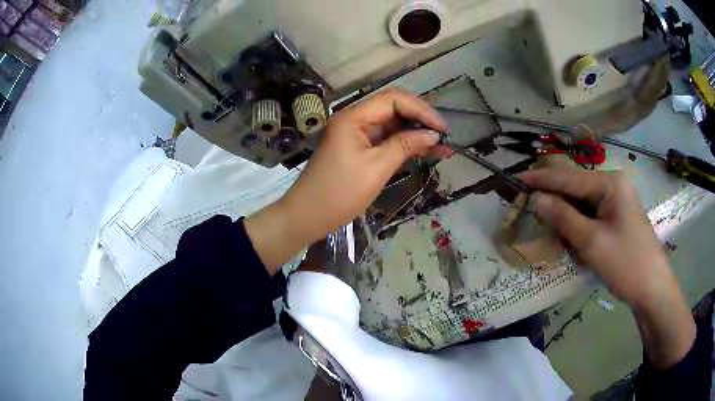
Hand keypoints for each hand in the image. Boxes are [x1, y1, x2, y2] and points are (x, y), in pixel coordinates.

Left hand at [245, 89, 449, 271]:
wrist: (308, 216)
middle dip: (421, 120)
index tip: (442, 128)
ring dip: (416, 134)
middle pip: (394, 109)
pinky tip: (426, 151)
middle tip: (445, 137)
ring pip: (393, 126)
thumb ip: (405, 145)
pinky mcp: (359, 149)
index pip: (393, 99)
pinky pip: (386, 141)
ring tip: (442, 147)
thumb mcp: (377, 168)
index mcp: (354, 116)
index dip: (421, 109)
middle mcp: (355, 119)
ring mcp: (357, 134)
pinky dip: (405, 145)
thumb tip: (433, 134)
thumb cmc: (339, 193)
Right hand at [521, 168, 694, 368]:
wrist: (652, 288)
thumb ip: (564, 217)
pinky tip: (570, 238)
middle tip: (529, 208)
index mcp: (610, 183)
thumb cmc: (626, 264)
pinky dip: (577, 224)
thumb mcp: (592, 242)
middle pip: (576, 187)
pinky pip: (592, 214)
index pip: (569, 177)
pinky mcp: (618, 217)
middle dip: (553, 198)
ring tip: (549, 230)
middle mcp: (614, 185)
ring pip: (582, 202)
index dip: (541, 178)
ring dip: (565, 215)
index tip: (516, 179)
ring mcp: (617, 201)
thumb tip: (536, 198)